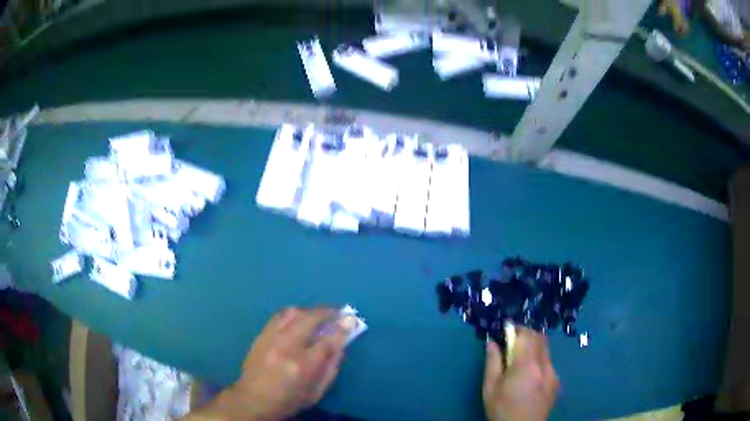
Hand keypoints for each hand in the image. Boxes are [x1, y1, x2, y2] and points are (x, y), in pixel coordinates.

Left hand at [186, 307, 346, 420]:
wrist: (253, 399)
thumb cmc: (289, 400)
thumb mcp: (317, 392)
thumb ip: (331, 367)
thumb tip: (341, 344)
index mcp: (302, 366)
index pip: (327, 340)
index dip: (341, 328)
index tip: (351, 319)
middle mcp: (286, 347)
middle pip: (309, 319)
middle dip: (326, 312)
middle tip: (337, 312)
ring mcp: (270, 338)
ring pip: (292, 313)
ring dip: (309, 310)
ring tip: (318, 315)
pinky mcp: (260, 335)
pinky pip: (278, 316)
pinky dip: (293, 314)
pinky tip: (298, 319)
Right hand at [483, 327, 558, 420]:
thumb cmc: (502, 409)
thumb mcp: (490, 388)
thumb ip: (492, 363)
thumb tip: (492, 343)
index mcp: (526, 365)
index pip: (526, 335)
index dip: (517, 328)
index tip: (507, 329)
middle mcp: (544, 365)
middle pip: (540, 338)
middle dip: (527, 335)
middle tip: (513, 342)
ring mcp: (553, 373)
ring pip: (546, 350)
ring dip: (534, 347)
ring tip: (520, 360)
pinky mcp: (556, 382)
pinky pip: (549, 363)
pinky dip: (540, 360)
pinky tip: (530, 375)